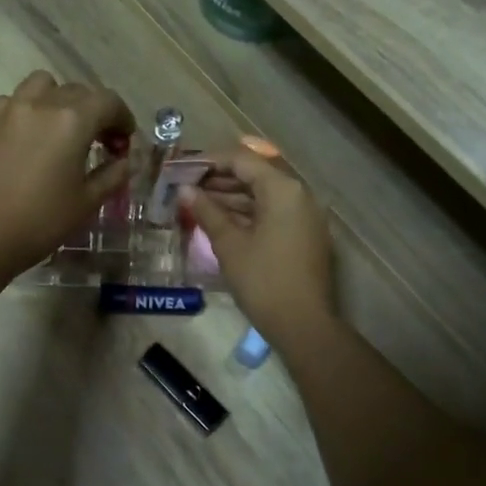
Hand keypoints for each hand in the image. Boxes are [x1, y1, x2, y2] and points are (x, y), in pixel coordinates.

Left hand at [0, 71, 134, 278]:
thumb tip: (124, 161)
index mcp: (73, 120)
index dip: (123, 118)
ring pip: (43, 85)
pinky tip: (29, 134)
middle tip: (100, 141)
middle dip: (96, 111)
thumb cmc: (43, 221)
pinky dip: (28, 108)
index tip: (124, 141)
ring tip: (62, 127)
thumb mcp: (88, 201)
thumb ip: (113, 174)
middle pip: (79, 91)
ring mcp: (11, 108)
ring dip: (60, 99)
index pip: (109, 102)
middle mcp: (43, 103)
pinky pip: (14, 99)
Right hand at [183, 142, 335, 349]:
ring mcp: (304, 215)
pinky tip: (219, 218)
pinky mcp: (303, 234)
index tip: (181, 168)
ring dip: (230, 196)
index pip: (242, 160)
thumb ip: (206, 211)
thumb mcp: (229, 244)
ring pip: (262, 194)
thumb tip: (184, 190)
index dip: (209, 161)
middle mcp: (298, 194)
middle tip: (185, 185)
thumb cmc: (263, 280)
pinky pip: (272, 211)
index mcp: (283, 189)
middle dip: (218, 178)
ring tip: (196, 201)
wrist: (303, 325)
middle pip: (254, 174)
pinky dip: (246, 212)